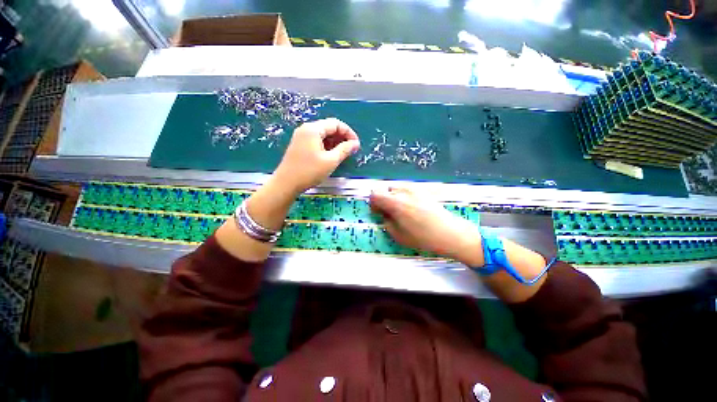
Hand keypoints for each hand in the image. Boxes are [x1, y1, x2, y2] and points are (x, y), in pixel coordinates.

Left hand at [273, 118, 359, 194]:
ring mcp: (301, 137)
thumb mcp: (331, 161)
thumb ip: (345, 150)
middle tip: (351, 150)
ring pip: (323, 135)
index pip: (336, 124)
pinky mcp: (299, 145)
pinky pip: (316, 141)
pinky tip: (331, 155)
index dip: (348, 133)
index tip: (356, 144)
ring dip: (335, 142)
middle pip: (329, 127)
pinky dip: (326, 146)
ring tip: (343, 154)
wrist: (286, 184)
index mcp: (313, 129)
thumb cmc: (309, 171)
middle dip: (342, 137)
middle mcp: (306, 129)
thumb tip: (355, 144)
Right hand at [370, 188, 484, 266]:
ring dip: (394, 197)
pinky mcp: (423, 190)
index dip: (373, 202)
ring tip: (402, 210)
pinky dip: (404, 196)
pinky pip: (407, 189)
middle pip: (385, 189)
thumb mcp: (398, 235)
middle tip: (389, 212)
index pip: (375, 193)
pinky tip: (412, 208)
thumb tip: (383, 213)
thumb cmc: (423, 238)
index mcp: (395, 203)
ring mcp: (415, 189)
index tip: (378, 211)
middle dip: (384, 199)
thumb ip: (386, 221)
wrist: (450, 233)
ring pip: (396, 188)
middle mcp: (404, 191)